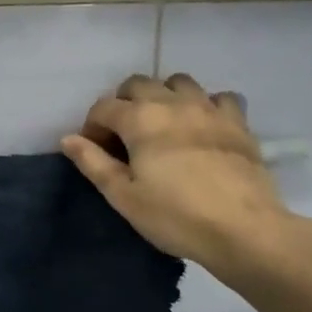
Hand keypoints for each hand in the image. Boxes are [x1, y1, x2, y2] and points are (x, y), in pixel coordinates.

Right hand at [61, 74, 308, 282]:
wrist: (243, 229)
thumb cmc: (175, 216)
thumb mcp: (124, 196)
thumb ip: (93, 163)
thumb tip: (68, 139)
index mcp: (139, 119)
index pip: (103, 107)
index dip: (92, 127)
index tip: (95, 152)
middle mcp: (172, 102)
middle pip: (138, 84)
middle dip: (124, 103)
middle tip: (125, 136)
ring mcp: (209, 108)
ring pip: (179, 82)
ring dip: (164, 96)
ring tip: (163, 125)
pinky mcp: (238, 121)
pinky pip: (219, 97)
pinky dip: (206, 105)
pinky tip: (204, 127)